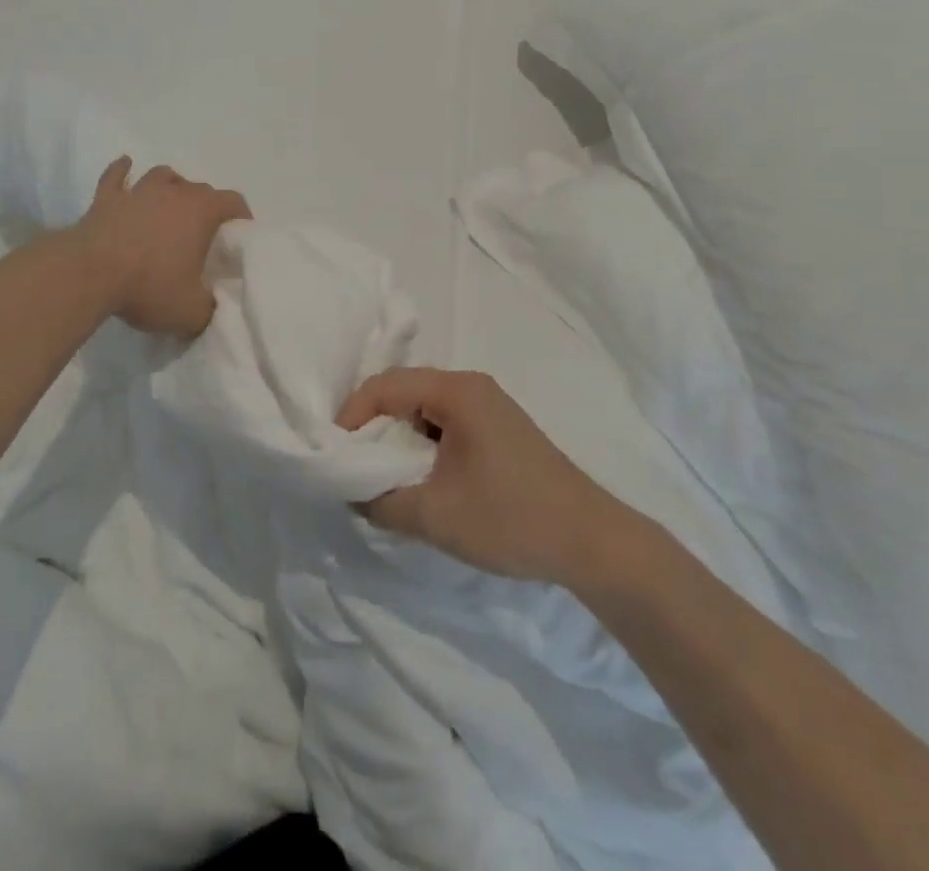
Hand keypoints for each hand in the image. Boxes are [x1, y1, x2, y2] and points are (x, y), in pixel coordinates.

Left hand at [74, 157, 250, 337]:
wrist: (89, 274)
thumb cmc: (148, 287)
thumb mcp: (191, 312)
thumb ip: (209, 307)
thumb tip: (211, 304)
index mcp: (201, 211)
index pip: (233, 202)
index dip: (241, 216)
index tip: (240, 233)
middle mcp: (173, 192)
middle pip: (199, 188)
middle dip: (206, 206)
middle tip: (203, 232)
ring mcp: (138, 191)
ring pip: (162, 175)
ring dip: (171, 186)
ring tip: (171, 202)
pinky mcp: (106, 198)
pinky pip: (116, 176)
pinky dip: (122, 171)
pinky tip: (125, 167)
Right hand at [335, 368, 650, 586]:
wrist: (593, 542)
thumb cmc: (512, 519)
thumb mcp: (435, 515)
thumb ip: (381, 500)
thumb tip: (350, 491)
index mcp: (457, 391)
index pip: (385, 386)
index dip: (352, 415)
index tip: (335, 452)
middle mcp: (471, 386)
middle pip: (403, 391)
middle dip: (372, 425)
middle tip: (352, 463)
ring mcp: (488, 406)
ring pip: (423, 408)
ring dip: (397, 436)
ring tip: (380, 473)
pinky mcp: (498, 429)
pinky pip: (445, 423)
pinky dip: (422, 443)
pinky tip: (419, 477)